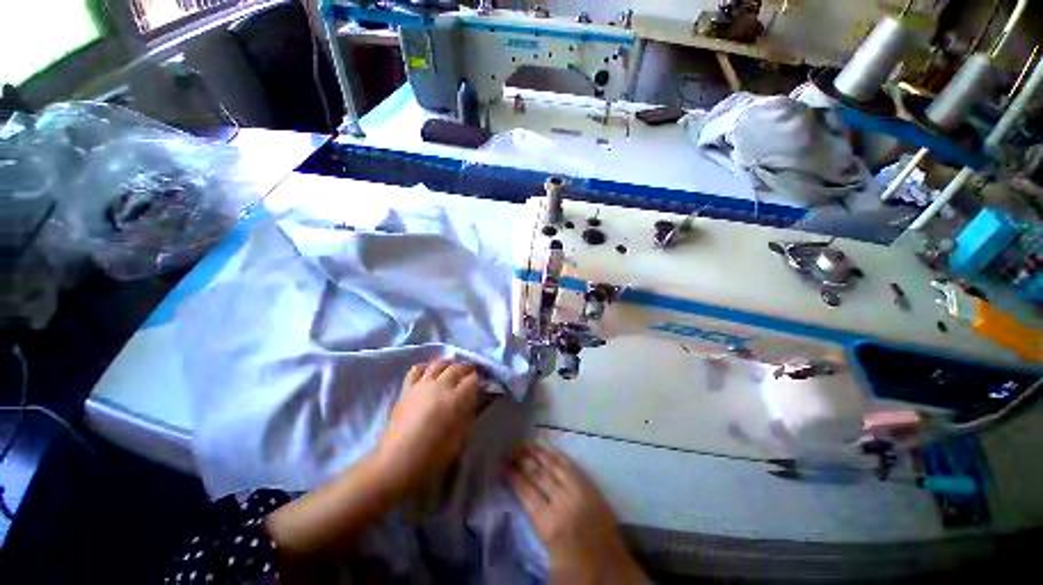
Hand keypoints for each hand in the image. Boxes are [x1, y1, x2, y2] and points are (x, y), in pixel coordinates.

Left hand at [373, 359, 482, 497]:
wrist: (398, 463)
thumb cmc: (434, 456)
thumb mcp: (461, 437)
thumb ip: (469, 413)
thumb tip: (473, 400)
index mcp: (456, 400)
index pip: (473, 379)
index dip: (480, 379)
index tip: (482, 383)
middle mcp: (440, 386)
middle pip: (457, 368)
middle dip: (467, 369)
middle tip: (471, 375)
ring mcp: (421, 385)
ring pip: (438, 363)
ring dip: (448, 364)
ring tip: (451, 370)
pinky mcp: (406, 389)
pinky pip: (416, 370)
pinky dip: (425, 367)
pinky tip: (429, 372)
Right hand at [508, 443, 644, 584]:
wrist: (614, 573)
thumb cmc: (577, 572)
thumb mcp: (548, 560)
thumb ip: (533, 529)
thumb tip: (521, 499)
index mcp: (549, 525)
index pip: (526, 493)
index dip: (513, 477)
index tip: (502, 464)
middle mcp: (563, 503)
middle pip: (538, 475)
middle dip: (523, 460)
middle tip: (510, 447)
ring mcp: (578, 491)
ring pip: (553, 466)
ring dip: (538, 453)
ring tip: (524, 442)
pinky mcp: (590, 487)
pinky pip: (571, 466)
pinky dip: (557, 455)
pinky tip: (548, 448)